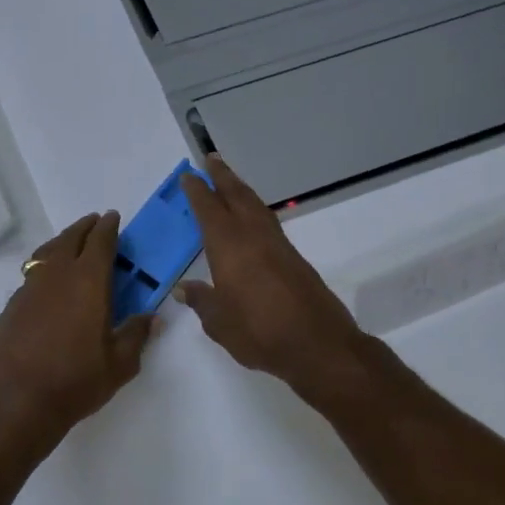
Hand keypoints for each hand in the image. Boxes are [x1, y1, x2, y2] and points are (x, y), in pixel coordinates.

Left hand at [0, 212, 155, 451]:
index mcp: (88, 281)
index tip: (113, 217)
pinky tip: (48, 283)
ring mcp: (29, 289)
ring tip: (70, 243)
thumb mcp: (119, 364)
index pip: (100, 242)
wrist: (14, 401)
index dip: (108, 227)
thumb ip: (136, 335)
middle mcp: (57, 276)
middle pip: (70, 239)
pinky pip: (32, 275)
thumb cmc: (75, 381)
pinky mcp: (11, 307)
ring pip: (46, 253)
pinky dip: (44, 268)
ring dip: (61, 242)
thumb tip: (151, 317)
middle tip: (94, 222)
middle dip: (84, 228)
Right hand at [177, 157, 369, 393]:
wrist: (319, 345)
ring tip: (229, 180)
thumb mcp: (220, 324)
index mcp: (230, 247)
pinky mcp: (294, 258)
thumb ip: (202, 302)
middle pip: (237, 196)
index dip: (197, 191)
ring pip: (256, 206)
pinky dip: (255, 209)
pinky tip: (252, 217)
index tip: (188, 175)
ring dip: (241, 189)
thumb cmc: (261, 333)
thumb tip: (185, 288)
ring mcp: (278, 245)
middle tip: (211, 158)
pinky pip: (268, 222)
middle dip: (223, 177)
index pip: (209, 210)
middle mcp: (254, 237)